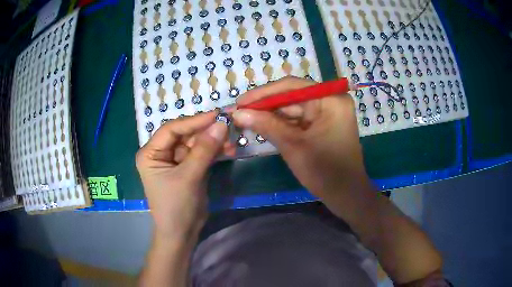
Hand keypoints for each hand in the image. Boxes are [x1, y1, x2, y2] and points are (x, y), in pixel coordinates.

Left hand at [136, 112, 229, 241]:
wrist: (181, 233)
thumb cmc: (176, 207)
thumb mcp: (188, 177)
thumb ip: (204, 150)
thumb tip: (221, 124)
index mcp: (150, 153)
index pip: (171, 129)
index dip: (193, 121)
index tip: (216, 115)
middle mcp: (161, 153)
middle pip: (185, 135)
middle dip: (206, 132)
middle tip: (228, 126)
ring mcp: (176, 160)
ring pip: (196, 143)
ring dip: (213, 142)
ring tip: (232, 141)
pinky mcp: (188, 168)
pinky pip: (202, 154)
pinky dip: (215, 151)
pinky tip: (229, 149)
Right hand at [233, 76, 369, 203]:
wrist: (346, 195)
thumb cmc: (324, 172)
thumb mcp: (293, 146)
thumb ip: (266, 125)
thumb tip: (237, 112)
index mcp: (330, 99)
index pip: (291, 86)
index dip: (263, 93)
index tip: (239, 101)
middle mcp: (330, 100)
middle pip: (291, 96)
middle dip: (265, 105)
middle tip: (238, 112)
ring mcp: (327, 112)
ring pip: (293, 108)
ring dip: (270, 115)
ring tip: (244, 119)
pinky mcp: (323, 124)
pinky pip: (298, 119)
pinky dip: (281, 123)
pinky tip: (262, 125)